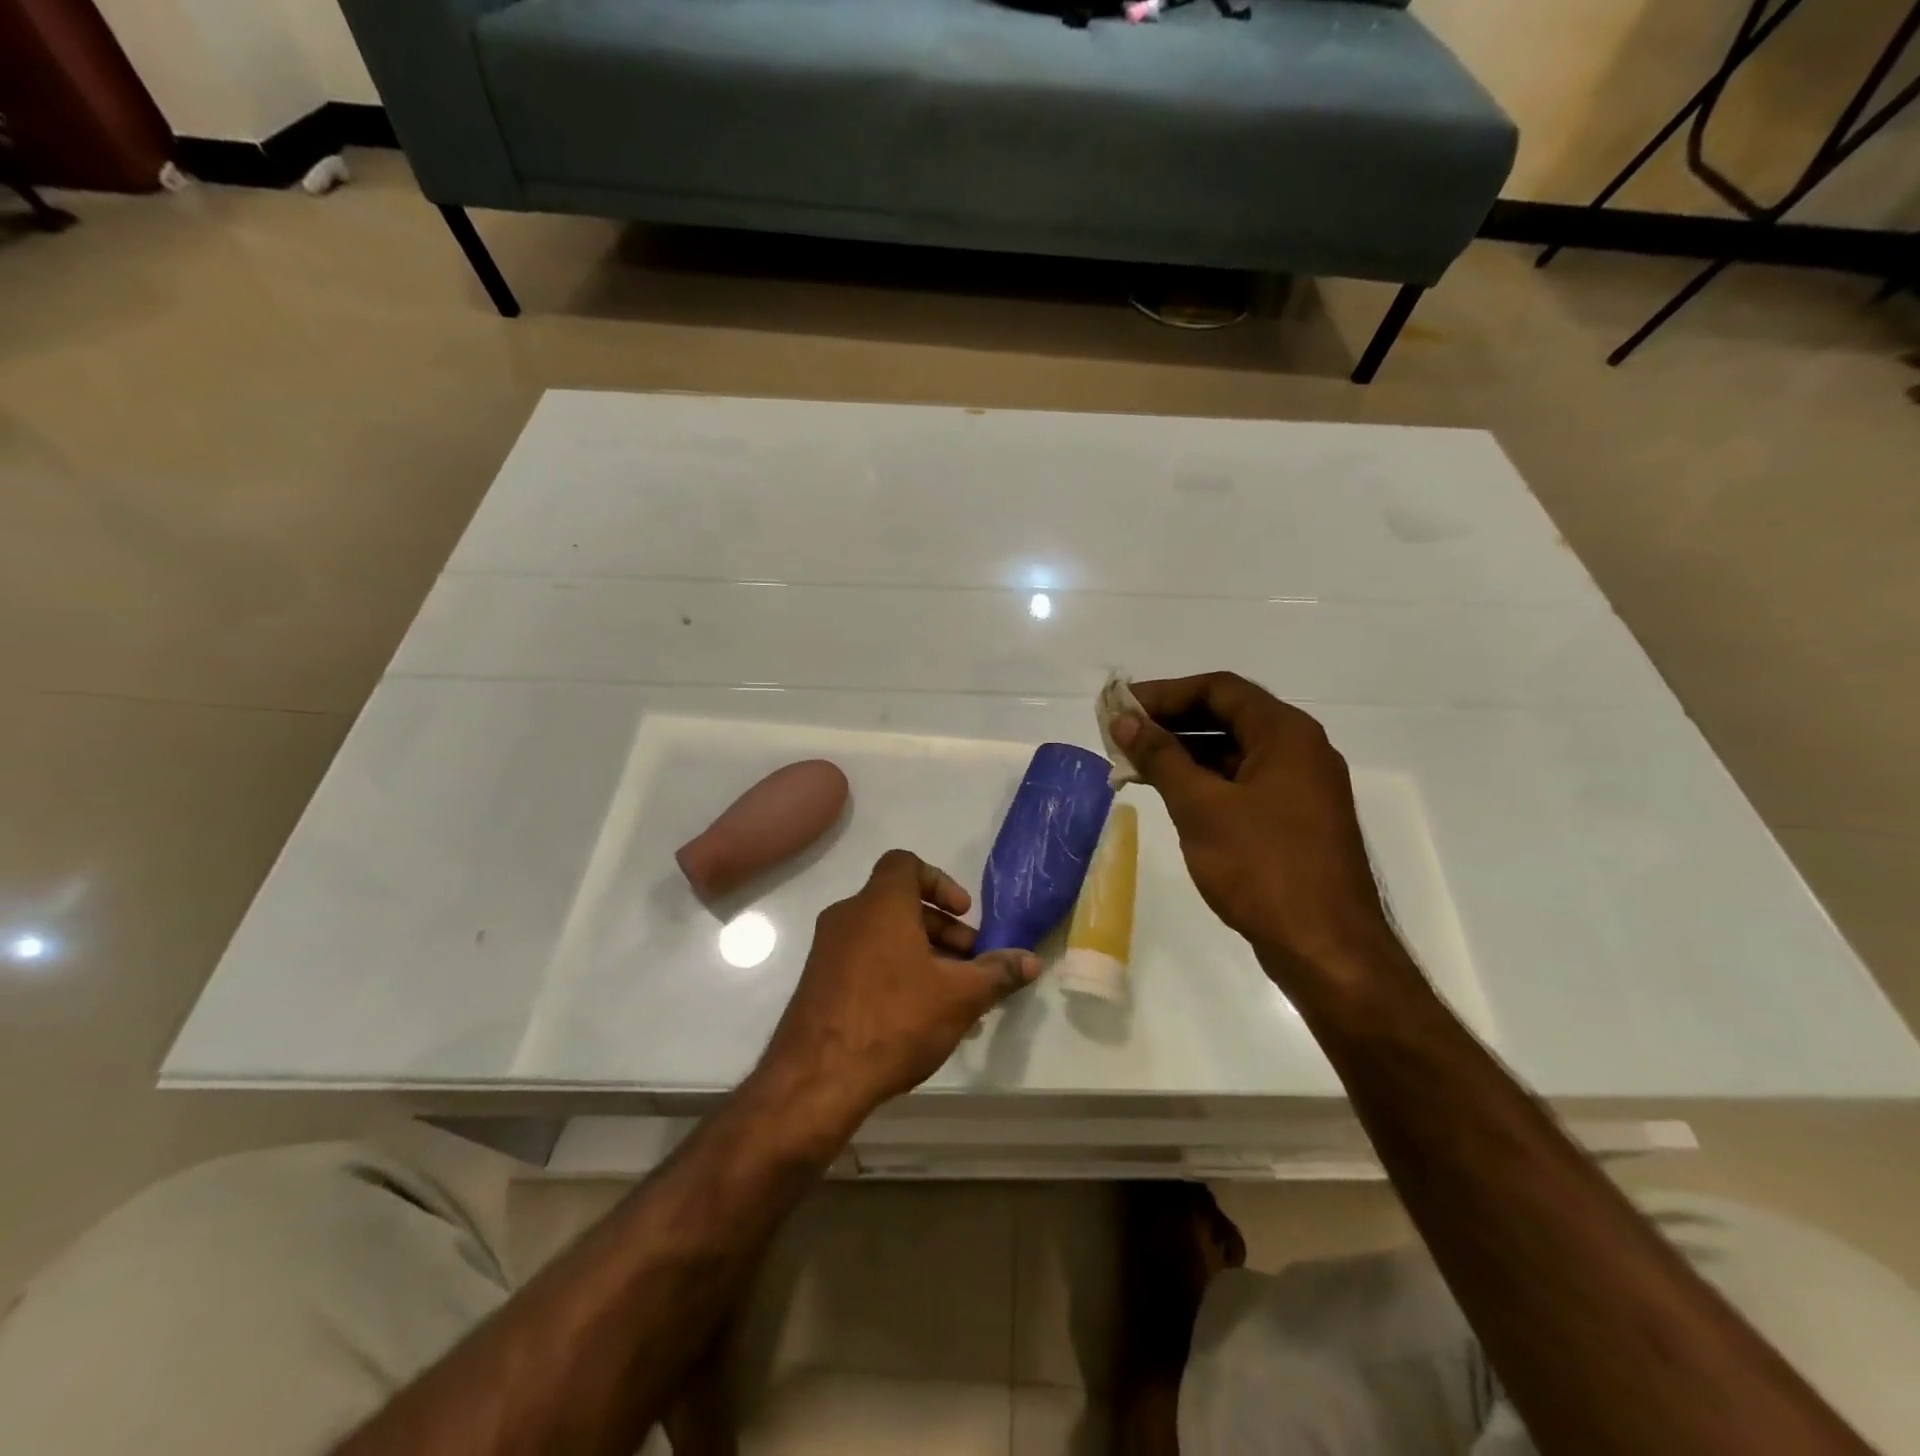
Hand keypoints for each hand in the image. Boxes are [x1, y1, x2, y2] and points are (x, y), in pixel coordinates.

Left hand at [759, 850, 1040, 1128]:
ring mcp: (828, 950)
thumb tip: (1030, 960)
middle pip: (900, 904)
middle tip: (971, 962)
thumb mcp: (959, 996)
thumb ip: (997, 972)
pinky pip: (866, 961)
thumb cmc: (895, 1019)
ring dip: (922, 954)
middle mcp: (849, 916)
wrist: (817, 1078)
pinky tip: (922, 1017)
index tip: (964, 914)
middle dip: (942, 928)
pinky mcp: (819, 982)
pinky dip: (896, 972)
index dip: (940, 882)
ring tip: (954, 996)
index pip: (906, 863)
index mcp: (880, 904)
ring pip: (884, 936)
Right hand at [1112, 672, 1400, 984]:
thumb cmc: (1262, 867)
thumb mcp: (1201, 807)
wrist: (1326, 948)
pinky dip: (1205, 781)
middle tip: (1122, 734)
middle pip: (1228, 716)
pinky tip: (1171, 795)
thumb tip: (1125, 721)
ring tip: (1135, 764)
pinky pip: (1244, 783)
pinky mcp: (1295, 821)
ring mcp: (1301, 788)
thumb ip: (1161, 757)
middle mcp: (1299, 751)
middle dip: (1172, 721)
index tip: (1122, 708)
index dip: (1165, 693)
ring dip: (1185, 753)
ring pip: (1234, 752)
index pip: (1219, 688)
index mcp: (1286, 734)